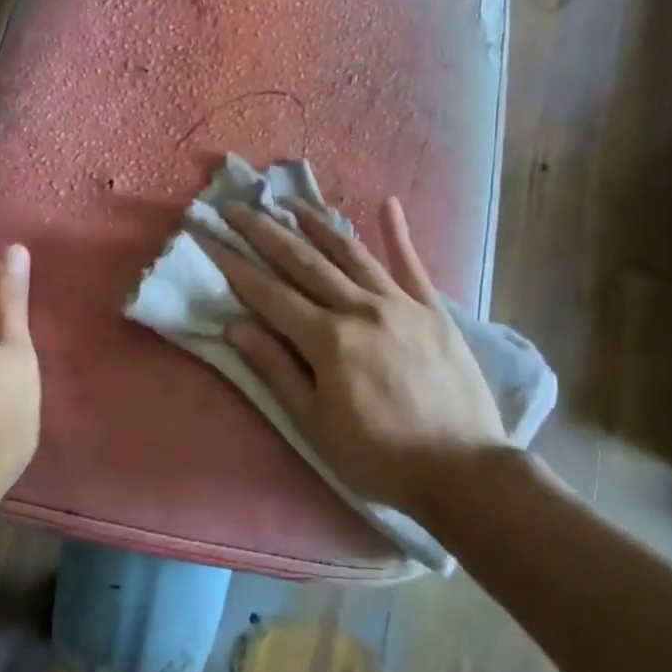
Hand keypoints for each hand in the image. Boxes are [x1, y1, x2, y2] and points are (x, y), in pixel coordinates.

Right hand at [201, 197, 506, 509]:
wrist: (463, 470)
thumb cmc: (379, 456)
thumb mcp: (315, 424)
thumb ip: (276, 370)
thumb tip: (235, 327)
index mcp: (328, 339)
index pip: (269, 294)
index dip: (234, 265)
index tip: (208, 238)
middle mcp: (361, 308)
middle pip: (304, 262)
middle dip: (265, 232)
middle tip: (237, 207)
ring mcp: (401, 303)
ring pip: (351, 253)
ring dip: (317, 224)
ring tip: (291, 202)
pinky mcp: (434, 310)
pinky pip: (412, 265)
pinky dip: (399, 233)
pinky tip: (388, 204)